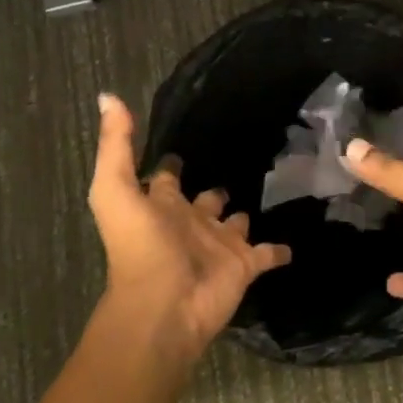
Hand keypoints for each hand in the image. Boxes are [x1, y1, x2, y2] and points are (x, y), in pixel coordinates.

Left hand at [88, 94, 291, 362]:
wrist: (165, 306)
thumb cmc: (140, 247)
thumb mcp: (115, 190)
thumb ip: (117, 145)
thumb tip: (109, 96)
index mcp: (162, 205)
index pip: (166, 177)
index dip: (171, 162)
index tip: (185, 139)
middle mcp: (190, 222)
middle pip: (204, 200)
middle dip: (213, 188)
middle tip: (236, 161)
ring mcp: (219, 245)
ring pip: (235, 225)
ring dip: (243, 216)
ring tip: (269, 193)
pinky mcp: (244, 265)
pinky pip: (267, 254)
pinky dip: (279, 250)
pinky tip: (294, 241)